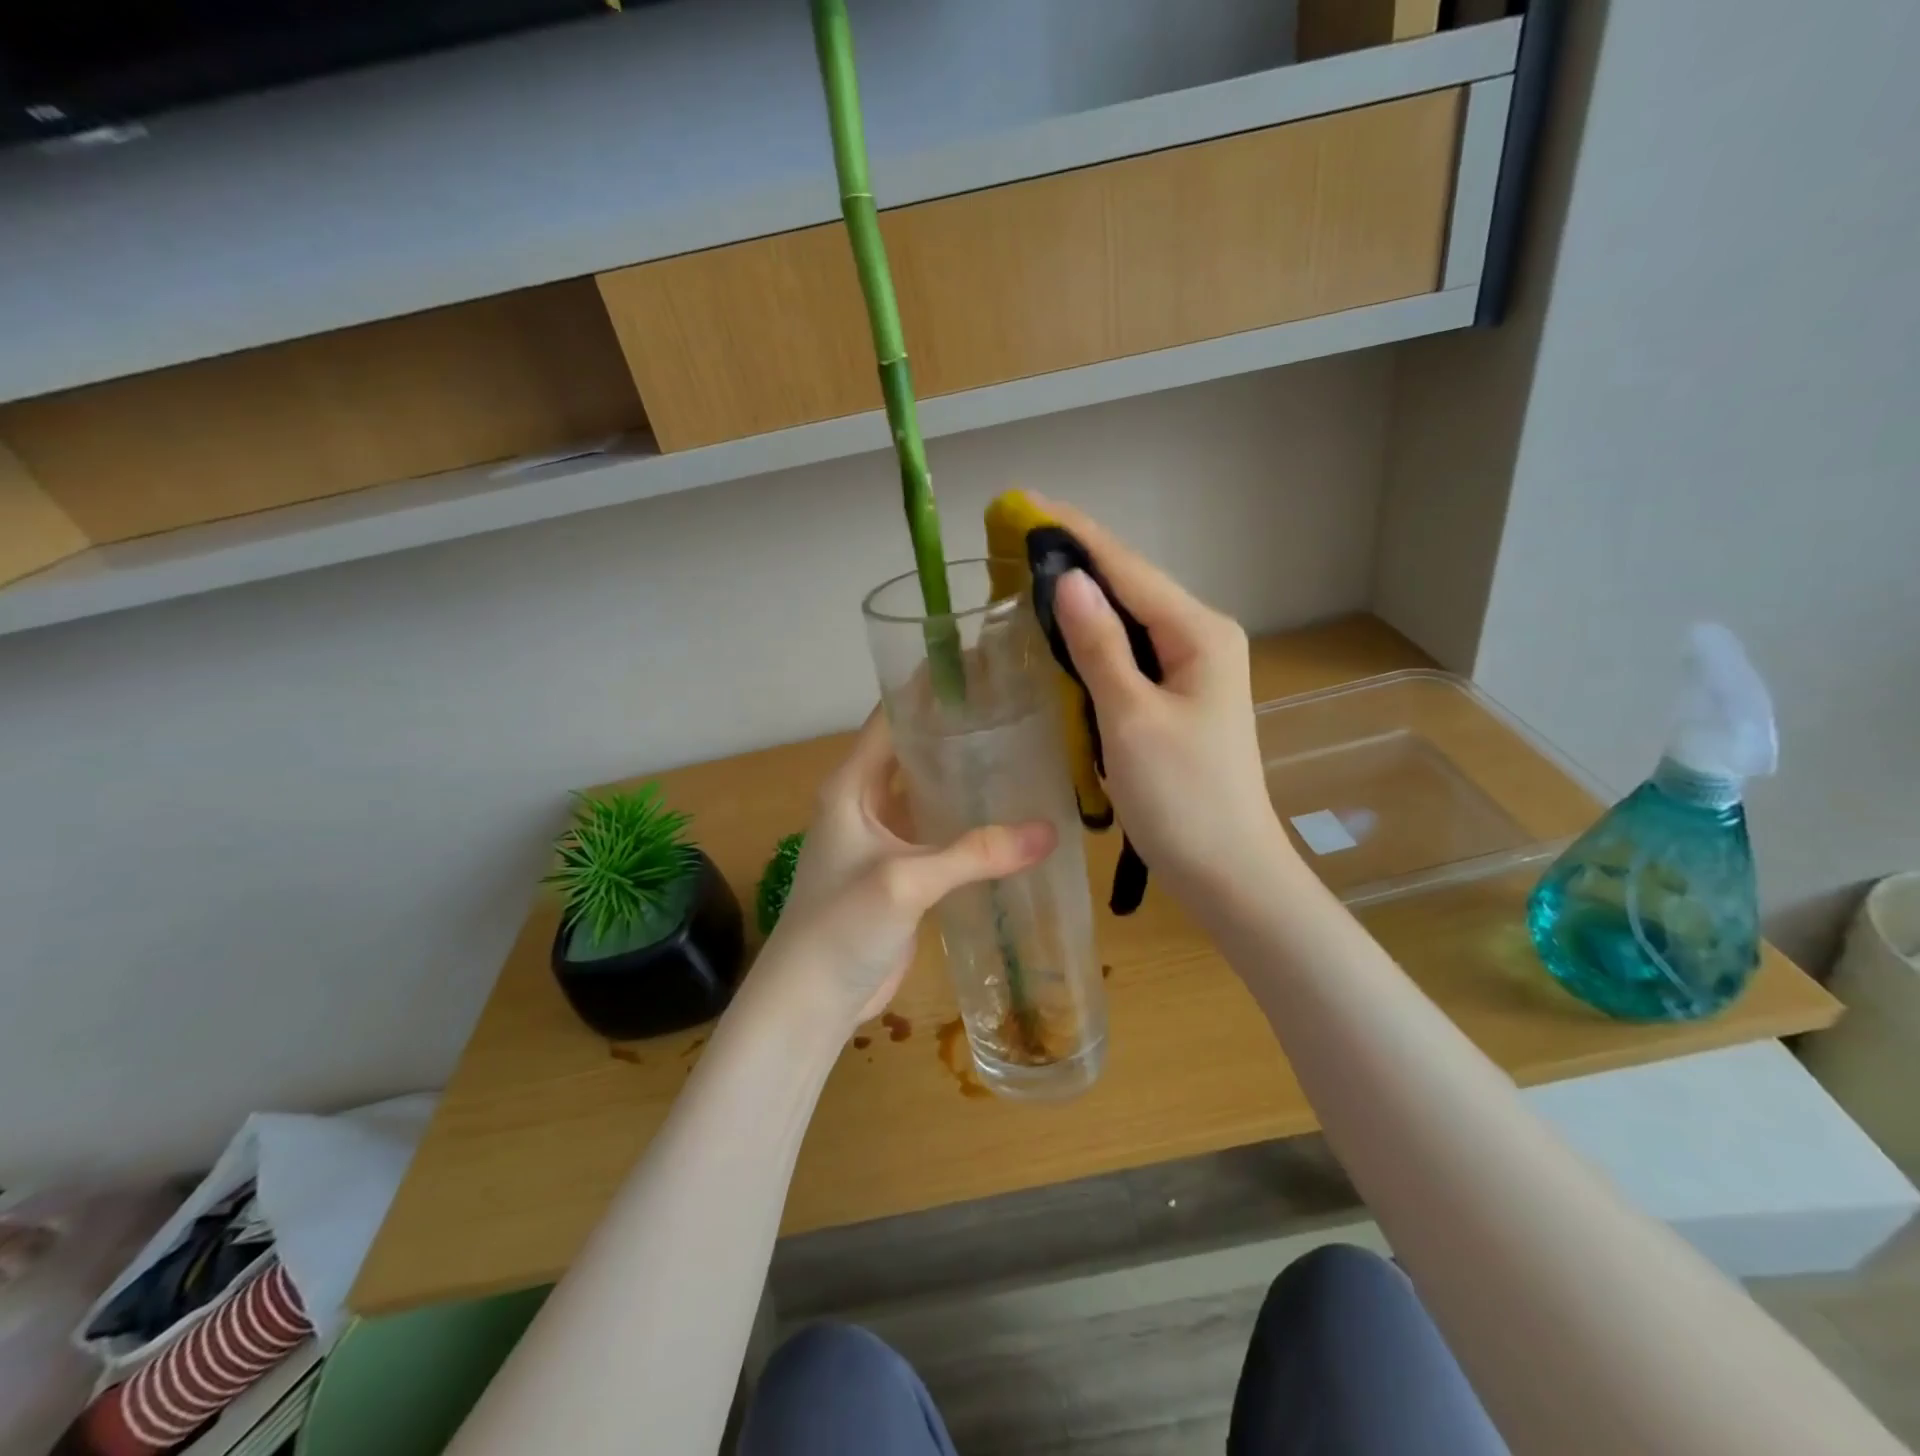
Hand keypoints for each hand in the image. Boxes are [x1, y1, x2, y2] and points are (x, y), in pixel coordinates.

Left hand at [763, 710, 1056, 1027]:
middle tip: (1017, 710)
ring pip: (929, 793)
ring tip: (1022, 754)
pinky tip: (1010, 817)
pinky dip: (969, 824)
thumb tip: (1050, 831)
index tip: (979, 666)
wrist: (812, 1001)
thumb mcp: (905, 881)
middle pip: (914, 751)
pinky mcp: (902, 872)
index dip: (929, 689)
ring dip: (965, 778)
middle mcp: (866, 802)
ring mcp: (884, 839)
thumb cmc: (840, 927)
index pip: (890, 718)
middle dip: (957, 731)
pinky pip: (939, 834)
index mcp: (853, 785)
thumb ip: (974, 854)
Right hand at [1034, 497, 1299, 911]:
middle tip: (1013, 539)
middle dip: (1074, 560)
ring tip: (1026, 574)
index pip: (1128, 568)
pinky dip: (1091, 639)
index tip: (1024, 503)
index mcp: (1199, 633)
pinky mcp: (1176, 696)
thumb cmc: (1182, 798)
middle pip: (1129, 586)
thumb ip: (1099, 645)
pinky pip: (1128, 652)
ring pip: (1127, 619)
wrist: (1226, 870)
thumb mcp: (1132, 718)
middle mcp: (1201, 638)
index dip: (1075, 534)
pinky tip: (1058, 633)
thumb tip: (1067, 578)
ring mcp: (1191, 668)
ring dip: (1080, 598)